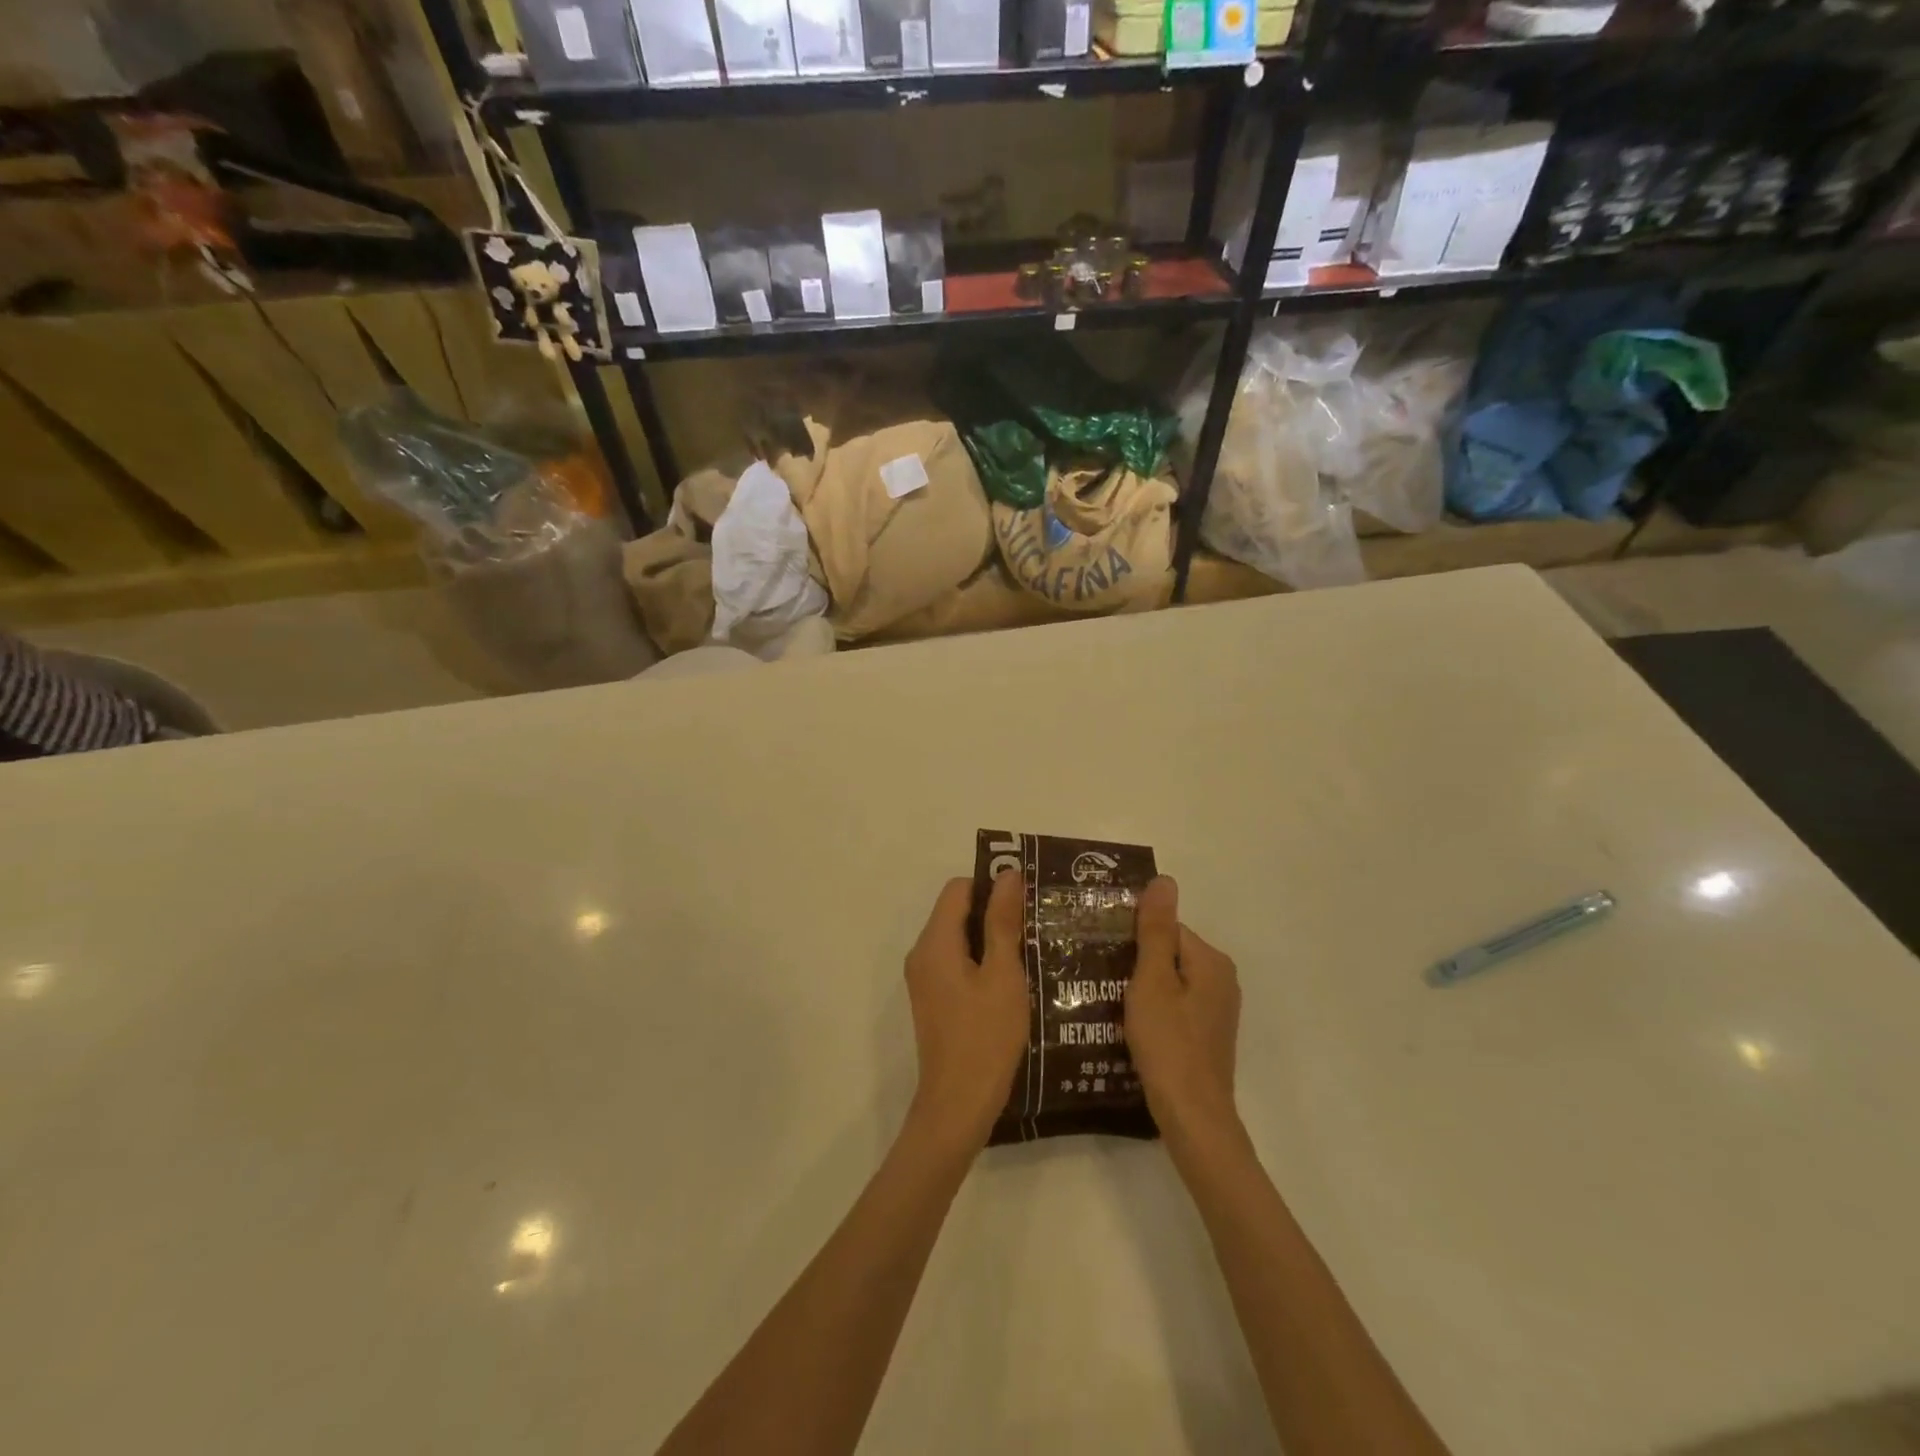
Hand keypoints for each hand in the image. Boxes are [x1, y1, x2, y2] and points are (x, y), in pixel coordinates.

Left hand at [903, 873, 1029, 1152]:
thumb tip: (1006, 874)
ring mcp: (924, 979)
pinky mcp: (933, 999)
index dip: (991, 886)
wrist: (958, 1105)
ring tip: (1030, 949)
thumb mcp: (1003, 975)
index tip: (1026, 901)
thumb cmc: (986, 1037)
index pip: (958, 888)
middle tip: (1034, 924)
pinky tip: (1012, 979)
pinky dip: (980, 961)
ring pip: (958, 938)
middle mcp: (922, 954)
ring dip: (990, 938)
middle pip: (956, 911)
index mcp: (935, 942)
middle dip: (993, 912)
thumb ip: (1002, 922)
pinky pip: (955, 962)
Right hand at [1125, 877, 1241, 1143]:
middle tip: (1099, 976)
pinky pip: (1174, 1006)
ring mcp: (1216, 1010)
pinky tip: (1130, 1025)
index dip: (1133, 939)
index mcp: (1211, 961)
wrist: (1192, 1116)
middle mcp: (1221, 980)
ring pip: (1169, 981)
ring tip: (1108, 1000)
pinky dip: (1153, 1010)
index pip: (1166, 928)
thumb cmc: (1168, 1043)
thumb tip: (1165, 880)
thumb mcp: (1152, 981)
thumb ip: (1155, 931)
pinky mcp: (1206, 1034)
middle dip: (1136, 963)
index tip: (1103, 954)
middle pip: (1168, 954)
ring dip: (1141, 988)